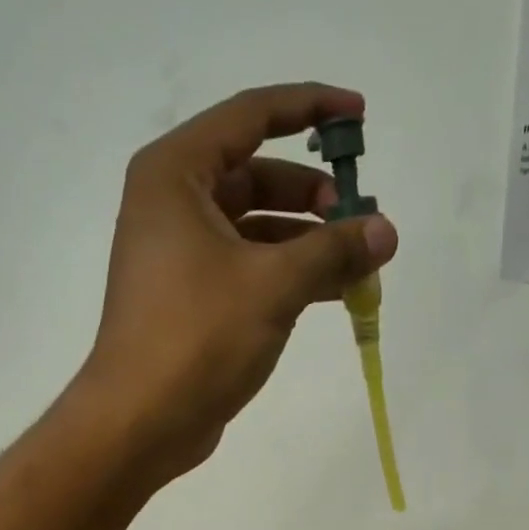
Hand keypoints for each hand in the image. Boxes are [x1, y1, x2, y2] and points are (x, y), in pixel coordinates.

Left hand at [74, 83, 397, 479]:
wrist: (141, 421)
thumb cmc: (197, 337)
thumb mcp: (273, 285)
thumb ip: (334, 250)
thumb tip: (387, 231)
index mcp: (176, 175)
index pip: (251, 116)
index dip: (309, 108)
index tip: (359, 117)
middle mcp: (174, 204)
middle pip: (256, 175)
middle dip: (313, 194)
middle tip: (359, 217)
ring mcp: (181, 253)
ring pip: (257, 227)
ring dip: (308, 240)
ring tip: (359, 263)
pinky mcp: (193, 297)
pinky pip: (250, 266)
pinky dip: (290, 273)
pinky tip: (333, 291)